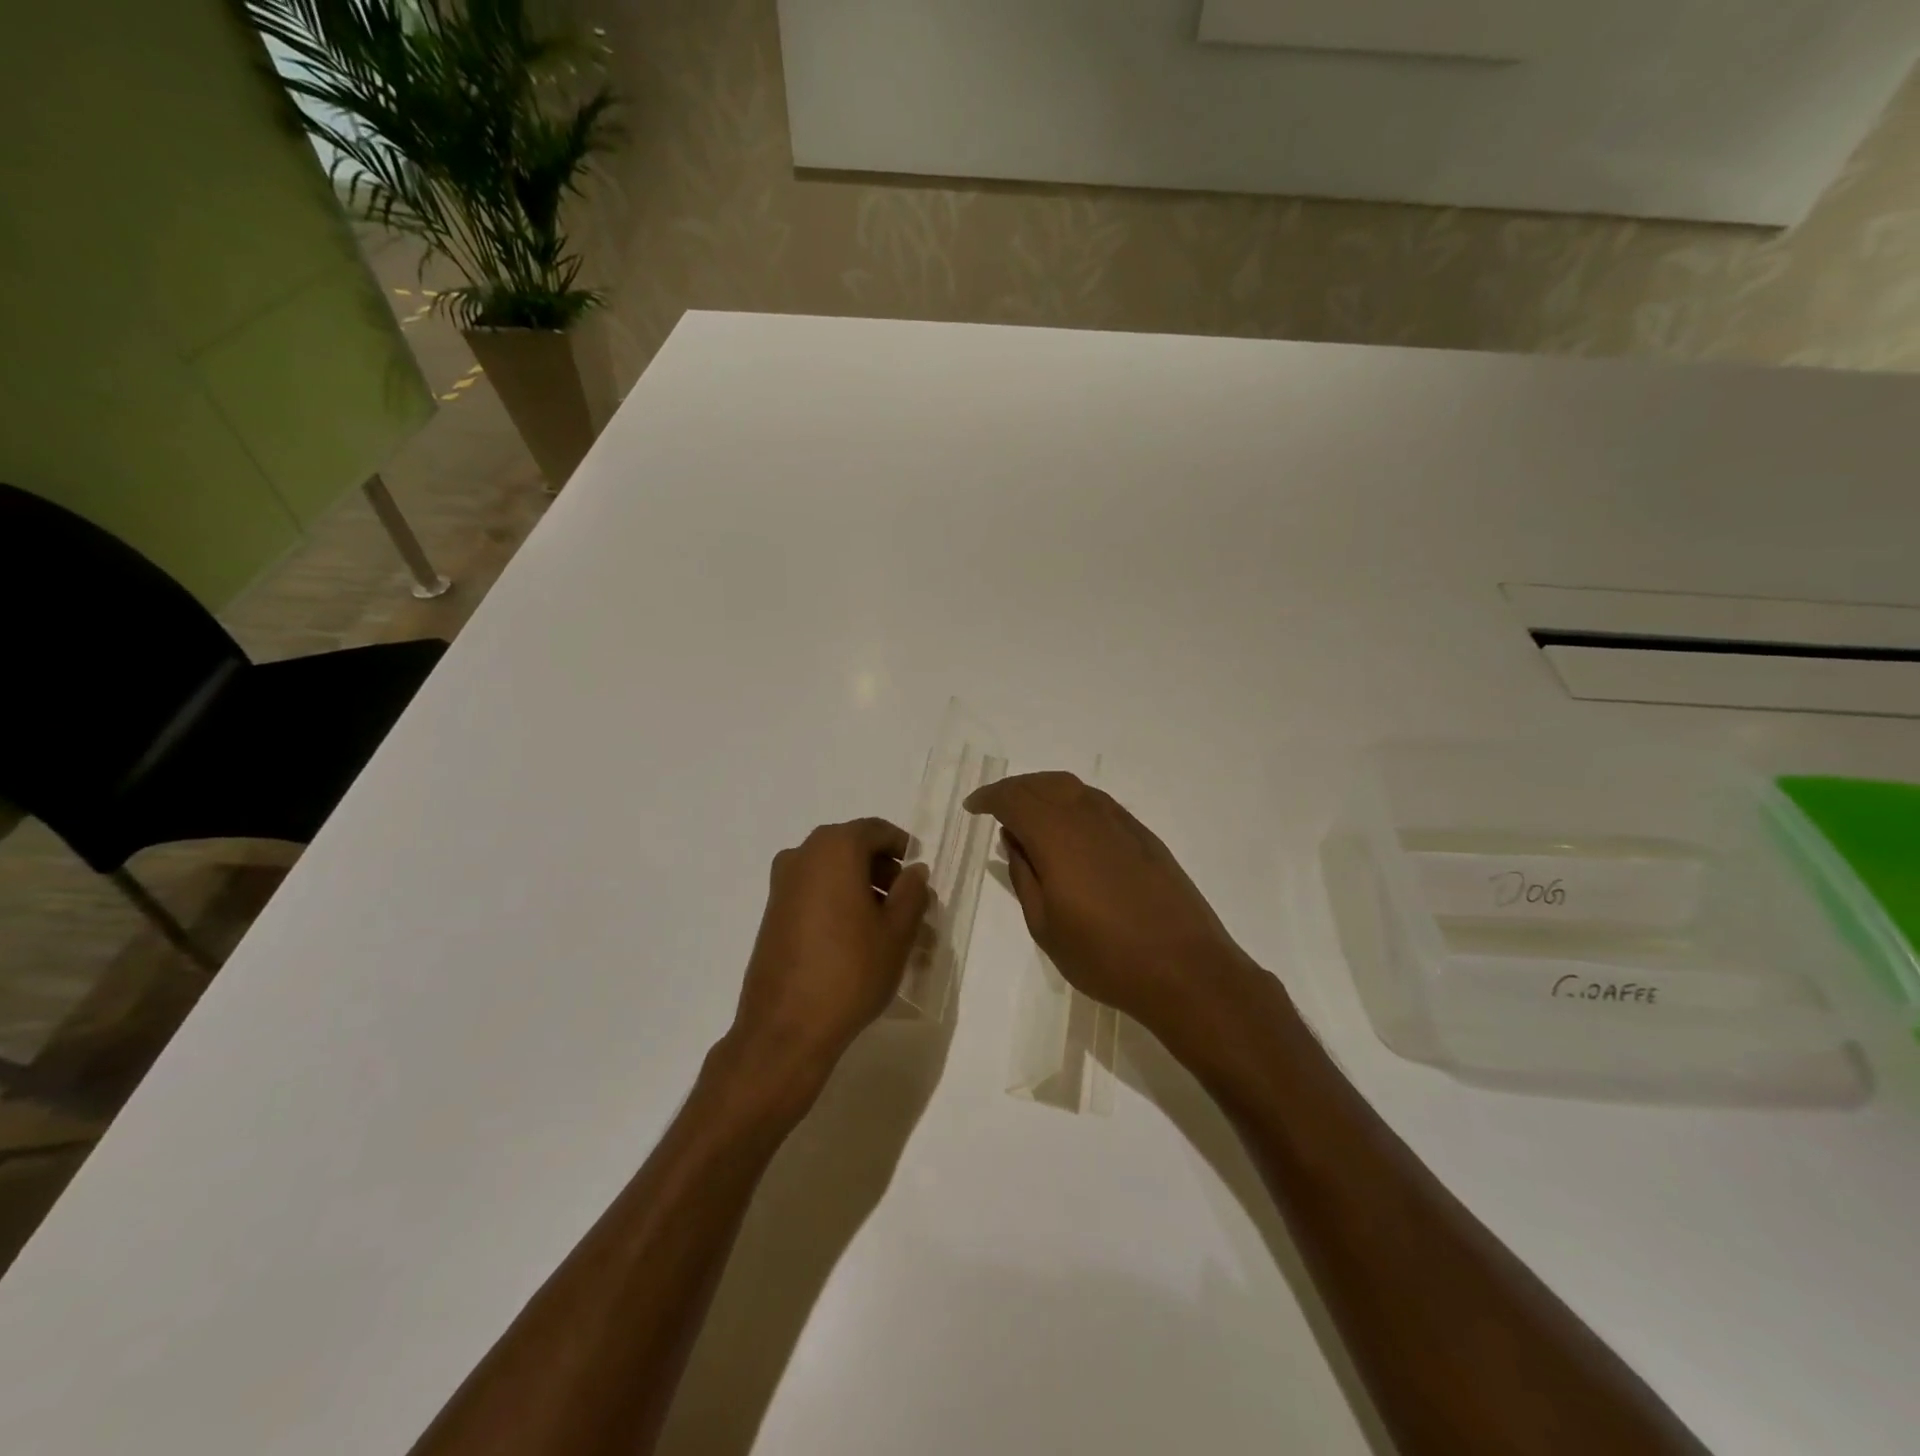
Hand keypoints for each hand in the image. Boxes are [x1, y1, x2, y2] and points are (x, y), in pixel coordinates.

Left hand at [728, 817, 931, 1089]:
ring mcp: (782, 884)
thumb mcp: (897, 932)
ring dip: (860, 887)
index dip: (901, 846)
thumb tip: (915, 871)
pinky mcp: (772, 912)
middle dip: (882, 869)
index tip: (918, 872)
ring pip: (832, 871)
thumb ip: (911, 893)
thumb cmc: (850, 971)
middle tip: (907, 901)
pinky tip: (855, 937)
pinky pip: (813, 891)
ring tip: (885, 925)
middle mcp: (802, 855)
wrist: (786, 1027)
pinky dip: (837, 901)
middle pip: (851, 848)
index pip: (875, 830)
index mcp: (834, 849)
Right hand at [964, 773, 1258, 1041]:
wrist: (1184, 968)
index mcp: (1057, 834)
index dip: (989, 798)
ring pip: (1073, 788)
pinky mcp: (1144, 836)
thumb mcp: (1045, 924)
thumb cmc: (1104, 955)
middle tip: (996, 808)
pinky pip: (1098, 803)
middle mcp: (1088, 816)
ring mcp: (1121, 822)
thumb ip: (1024, 874)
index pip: (1014, 798)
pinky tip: (1071, 830)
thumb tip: (1013, 839)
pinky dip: (1073, 804)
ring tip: (1029, 815)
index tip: (973, 809)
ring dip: (1044, 792)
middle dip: (1014, 790)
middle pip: (1043, 784)